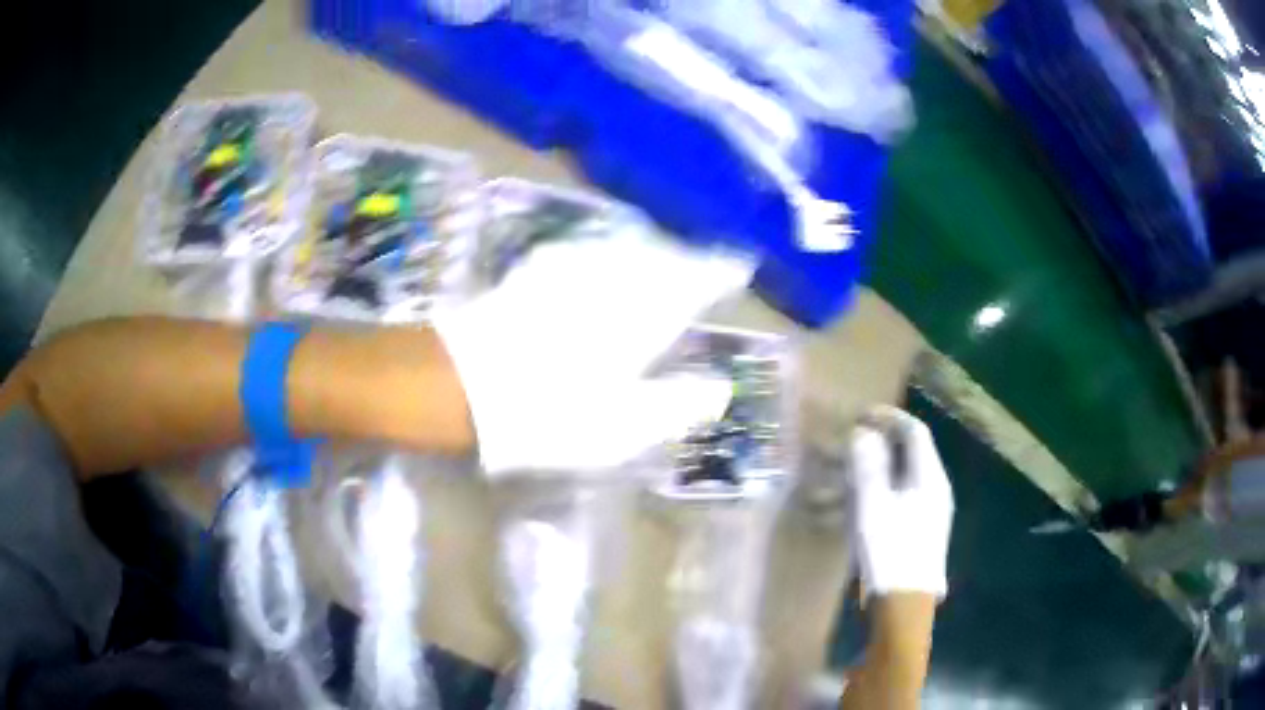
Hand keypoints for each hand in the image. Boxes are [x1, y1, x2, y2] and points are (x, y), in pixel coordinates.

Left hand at [434, 227, 751, 474]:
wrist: (459, 386)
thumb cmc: (549, 414)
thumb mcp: (624, 427)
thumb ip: (678, 405)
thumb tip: (719, 388)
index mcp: (643, 313)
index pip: (696, 279)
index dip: (720, 271)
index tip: (739, 266)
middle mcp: (613, 279)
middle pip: (662, 256)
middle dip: (687, 258)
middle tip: (704, 266)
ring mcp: (570, 270)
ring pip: (625, 247)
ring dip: (650, 251)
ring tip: (664, 258)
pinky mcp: (534, 272)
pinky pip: (585, 250)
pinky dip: (605, 252)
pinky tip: (602, 257)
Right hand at [849, 405, 953, 596]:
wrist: (905, 606)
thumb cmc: (890, 553)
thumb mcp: (873, 507)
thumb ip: (868, 467)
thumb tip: (863, 433)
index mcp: (930, 477)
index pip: (915, 431)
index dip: (889, 417)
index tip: (861, 415)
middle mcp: (937, 488)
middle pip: (914, 451)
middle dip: (885, 440)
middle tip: (854, 440)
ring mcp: (933, 511)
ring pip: (909, 474)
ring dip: (883, 464)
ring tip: (854, 469)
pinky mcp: (924, 530)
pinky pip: (906, 494)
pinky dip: (886, 486)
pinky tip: (866, 503)